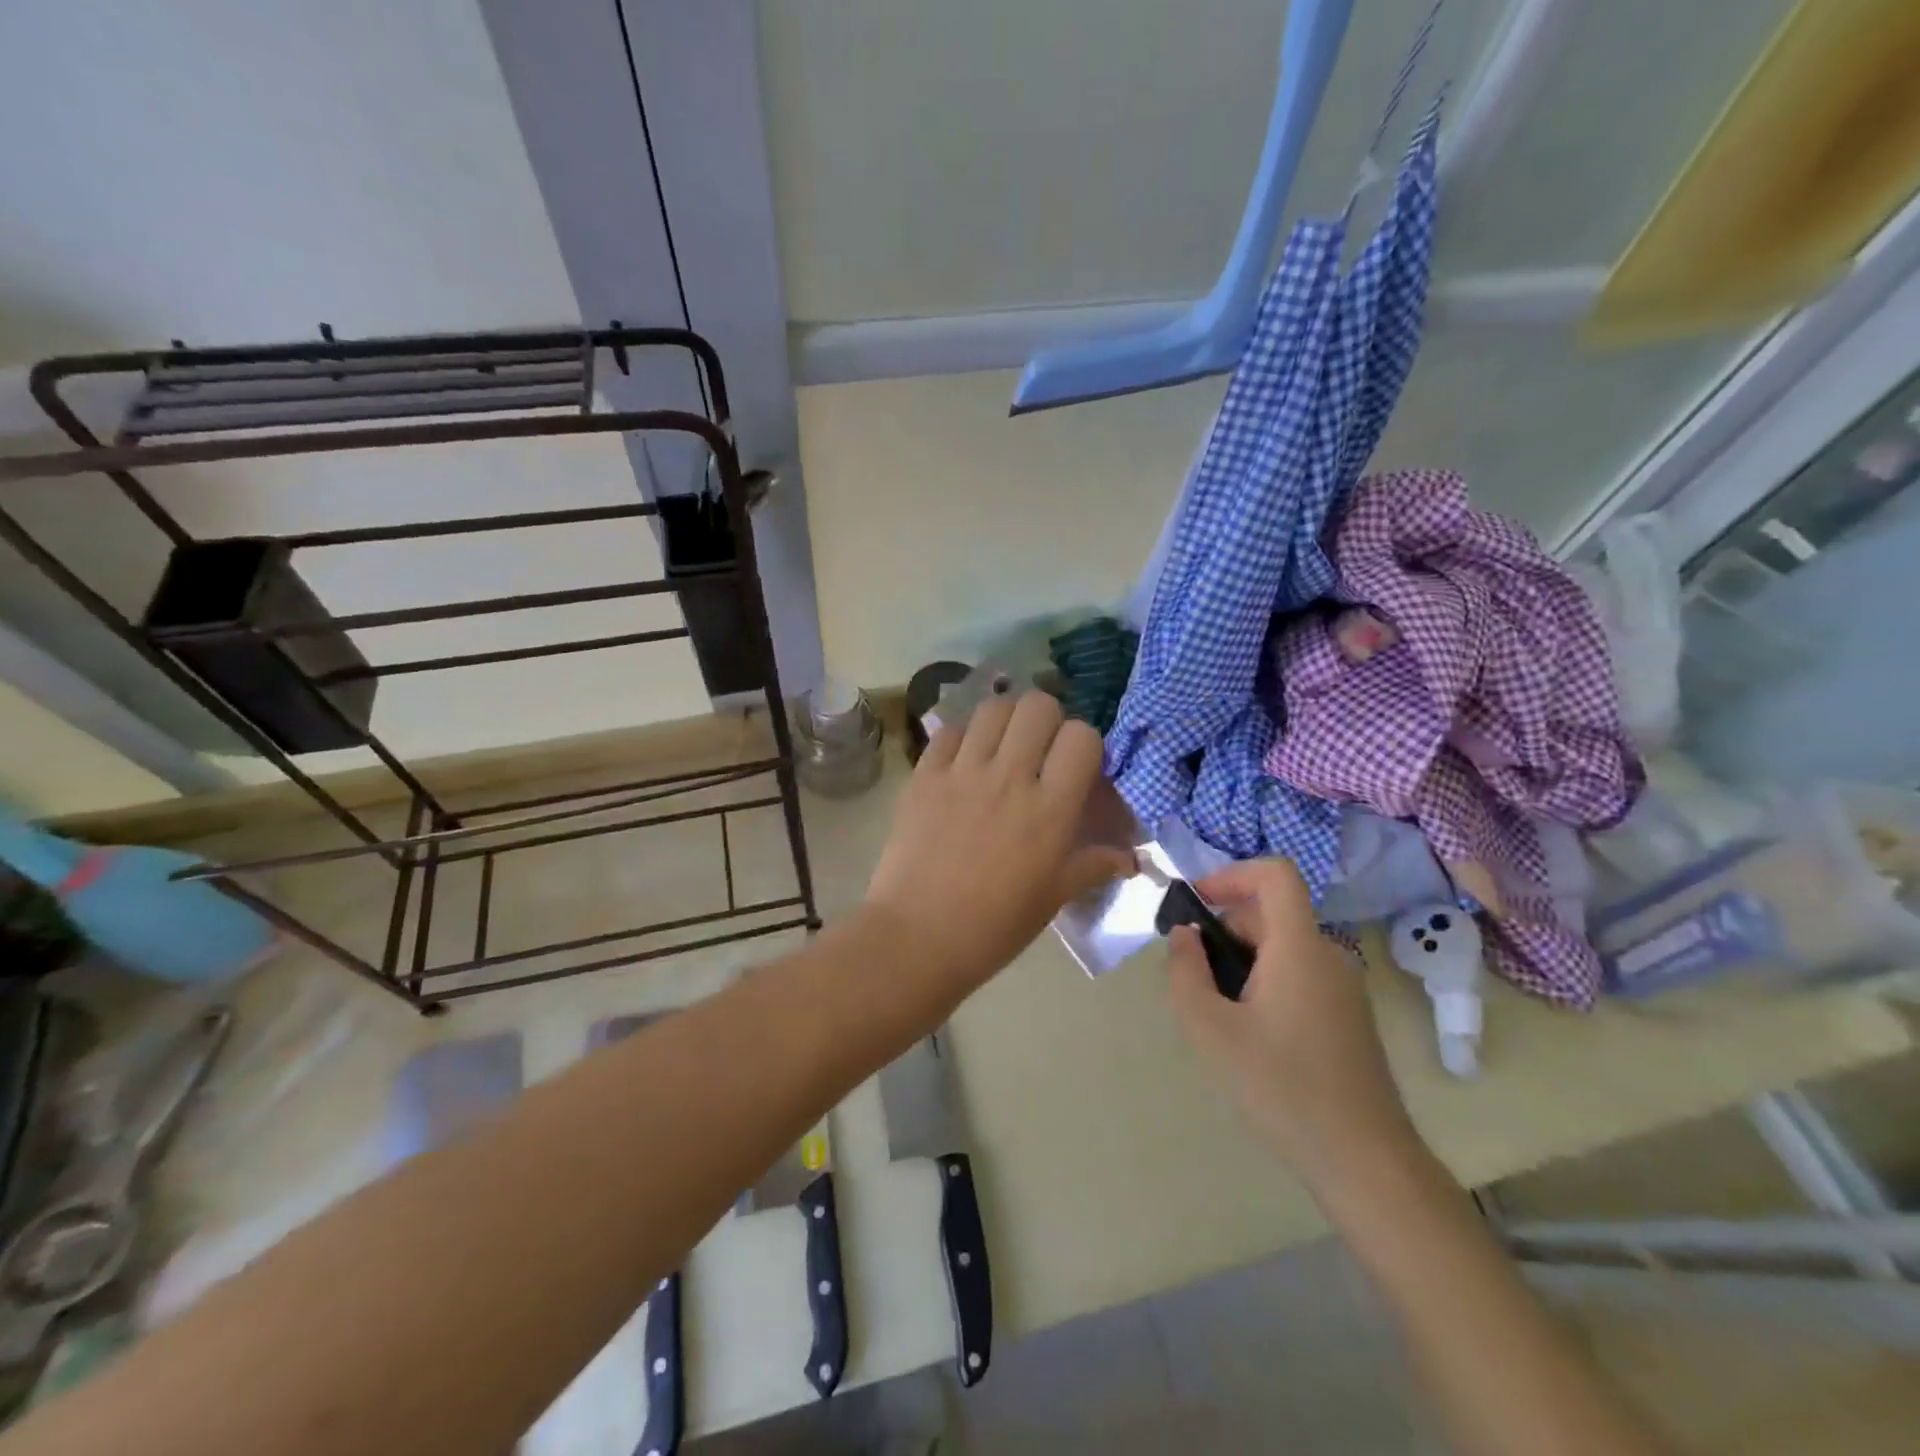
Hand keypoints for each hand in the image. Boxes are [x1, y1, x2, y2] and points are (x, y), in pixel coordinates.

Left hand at [864, 691, 1134, 994]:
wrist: (917, 938)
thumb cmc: (994, 926)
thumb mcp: (1053, 897)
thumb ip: (1093, 866)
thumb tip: (1131, 860)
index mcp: (1049, 808)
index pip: (1082, 737)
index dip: (1085, 744)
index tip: (1077, 766)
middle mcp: (1009, 777)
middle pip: (1038, 706)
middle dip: (1047, 720)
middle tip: (1040, 750)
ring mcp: (962, 772)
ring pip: (994, 708)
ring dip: (1006, 721)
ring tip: (1003, 748)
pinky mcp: (924, 775)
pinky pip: (949, 732)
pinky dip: (963, 738)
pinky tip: (963, 763)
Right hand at [1166, 859, 1420, 1193]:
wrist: (1365, 1160)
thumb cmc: (1282, 1087)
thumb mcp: (1211, 1030)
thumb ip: (1186, 972)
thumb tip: (1184, 935)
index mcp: (1300, 947)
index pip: (1275, 874)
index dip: (1232, 874)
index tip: (1198, 903)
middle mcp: (1328, 955)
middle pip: (1272, 913)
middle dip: (1225, 928)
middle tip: (1194, 975)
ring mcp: (1344, 987)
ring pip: (1283, 946)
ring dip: (1242, 959)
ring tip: (1218, 1010)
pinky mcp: (1348, 1015)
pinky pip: (1299, 973)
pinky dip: (1265, 980)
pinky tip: (1250, 1033)